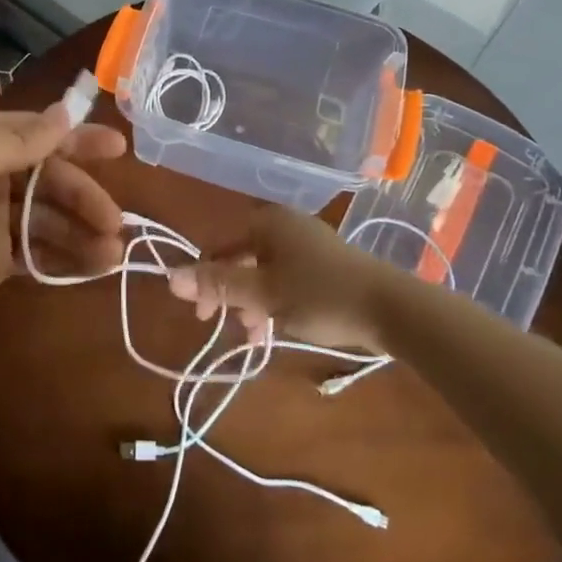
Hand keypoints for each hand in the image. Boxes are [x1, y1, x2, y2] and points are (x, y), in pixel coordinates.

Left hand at [0, 106, 125, 341]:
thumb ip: (22, 139)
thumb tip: (66, 110)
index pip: (39, 133)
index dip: (79, 139)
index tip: (119, 147)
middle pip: (51, 179)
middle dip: (85, 195)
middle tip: (114, 219)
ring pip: (50, 218)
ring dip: (83, 231)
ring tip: (113, 251)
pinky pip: (41, 253)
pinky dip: (68, 258)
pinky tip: (95, 267)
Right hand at [166, 205, 386, 353]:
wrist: (393, 309)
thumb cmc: (321, 295)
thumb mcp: (263, 294)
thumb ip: (218, 285)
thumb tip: (169, 276)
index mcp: (267, 223)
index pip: (220, 249)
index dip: (205, 282)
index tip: (203, 316)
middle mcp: (284, 226)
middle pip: (241, 261)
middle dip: (233, 298)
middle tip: (231, 329)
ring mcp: (307, 245)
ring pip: (264, 275)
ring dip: (254, 306)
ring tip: (258, 339)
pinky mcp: (325, 265)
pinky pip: (286, 280)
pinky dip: (276, 304)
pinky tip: (277, 331)